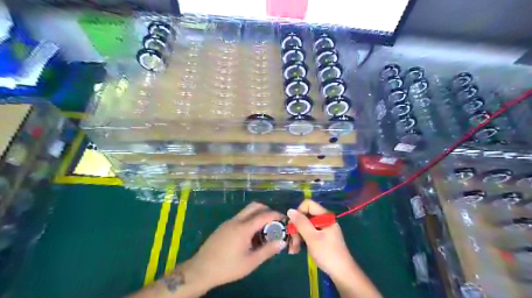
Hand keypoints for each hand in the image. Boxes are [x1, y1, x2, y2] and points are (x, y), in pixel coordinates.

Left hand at [185, 204, 288, 289]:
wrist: (200, 270)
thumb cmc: (227, 267)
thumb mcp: (250, 262)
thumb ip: (267, 250)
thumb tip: (282, 242)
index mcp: (243, 228)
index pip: (264, 215)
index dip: (276, 215)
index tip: (284, 220)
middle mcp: (236, 220)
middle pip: (255, 206)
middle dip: (267, 210)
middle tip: (274, 222)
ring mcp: (228, 222)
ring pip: (247, 211)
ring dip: (258, 215)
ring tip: (263, 231)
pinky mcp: (224, 226)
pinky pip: (240, 217)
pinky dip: (249, 220)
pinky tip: (250, 236)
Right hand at [285, 200, 354, 279]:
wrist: (342, 274)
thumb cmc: (327, 254)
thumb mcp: (312, 238)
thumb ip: (301, 223)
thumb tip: (290, 210)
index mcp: (325, 216)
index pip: (308, 204)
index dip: (299, 212)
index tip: (293, 225)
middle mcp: (324, 220)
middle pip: (305, 216)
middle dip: (296, 228)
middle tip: (291, 241)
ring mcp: (323, 229)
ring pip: (305, 226)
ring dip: (297, 236)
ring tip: (293, 249)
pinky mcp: (321, 238)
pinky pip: (308, 234)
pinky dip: (302, 240)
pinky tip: (297, 250)